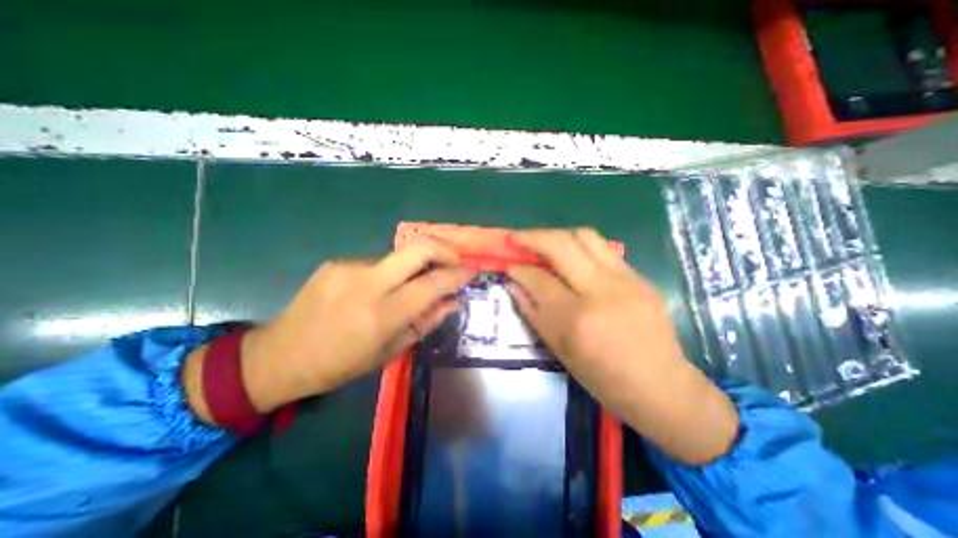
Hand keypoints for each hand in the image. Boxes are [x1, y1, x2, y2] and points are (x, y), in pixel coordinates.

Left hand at [185, 239, 472, 418]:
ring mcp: (349, 267)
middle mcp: (367, 283)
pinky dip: (390, 272)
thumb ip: (426, 321)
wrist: (280, 355)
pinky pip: (377, 262)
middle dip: (444, 249)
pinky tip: (379, 289)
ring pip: (399, 255)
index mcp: (382, 314)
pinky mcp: (337, 262)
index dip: (457, 275)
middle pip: (418, 247)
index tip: (471, 272)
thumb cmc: (340, 364)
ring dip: (414, 266)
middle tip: (453, 262)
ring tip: (411, 285)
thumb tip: (454, 300)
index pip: (432, 284)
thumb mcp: (391, 351)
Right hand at [504, 230, 733, 462]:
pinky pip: (604, 249)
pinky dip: (580, 247)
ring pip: (585, 236)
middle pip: (561, 245)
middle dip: (532, 237)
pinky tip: (573, 258)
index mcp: (576, 318)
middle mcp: (601, 291)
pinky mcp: (639, 277)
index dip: (518, 269)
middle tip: (516, 238)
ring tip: (544, 243)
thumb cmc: (602, 377)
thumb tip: (514, 284)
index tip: (508, 265)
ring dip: (558, 235)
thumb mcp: (559, 350)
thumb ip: (533, 312)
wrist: (659, 385)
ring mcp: (625, 280)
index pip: (539, 279)